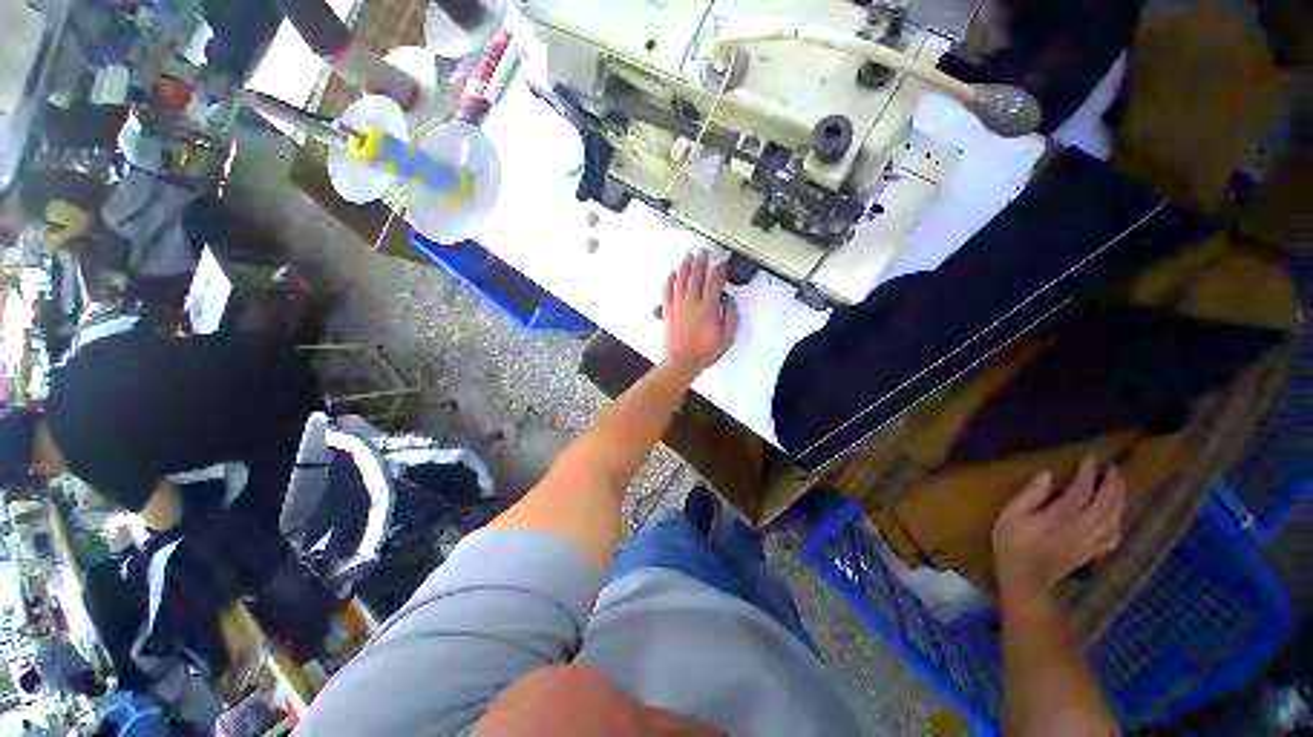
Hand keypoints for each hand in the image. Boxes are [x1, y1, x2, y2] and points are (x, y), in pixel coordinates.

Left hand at [661, 251, 738, 376]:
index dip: (720, 271)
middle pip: (696, 276)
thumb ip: (731, 317)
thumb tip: (730, 301)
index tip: (723, 266)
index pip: (715, 283)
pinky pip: (667, 291)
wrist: (681, 362)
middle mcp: (691, 303)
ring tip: (687, 256)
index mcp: (707, 308)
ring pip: (680, 280)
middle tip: (703, 252)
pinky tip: (671, 273)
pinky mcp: (667, 311)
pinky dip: (669, 280)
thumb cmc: (704, 352)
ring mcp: (677, 306)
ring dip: (684, 266)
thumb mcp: (726, 337)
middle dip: (700, 262)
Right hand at [992, 458, 1125, 616]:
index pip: (1081, 491)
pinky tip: (1117, 516)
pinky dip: (1119, 521)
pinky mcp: (1093, 552)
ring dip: (1120, 499)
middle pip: (1106, 503)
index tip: (1090, 459)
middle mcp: (1082, 527)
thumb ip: (1029, 495)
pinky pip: (1114, 535)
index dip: (1088, 473)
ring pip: (1115, 518)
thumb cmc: (1013, 543)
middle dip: (1112, 483)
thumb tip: (1047, 475)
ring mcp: (1091, 541)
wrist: (1026, 578)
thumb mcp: (1010, 515)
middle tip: (1112, 468)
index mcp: (1061, 517)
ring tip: (1119, 485)